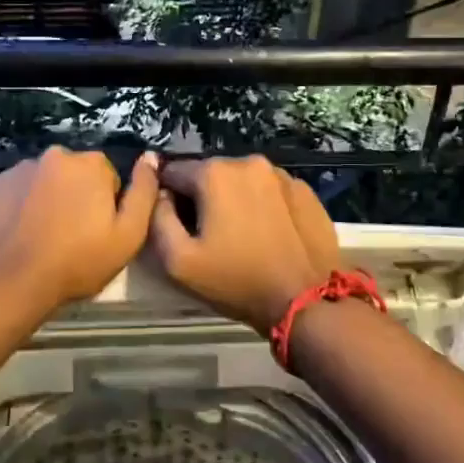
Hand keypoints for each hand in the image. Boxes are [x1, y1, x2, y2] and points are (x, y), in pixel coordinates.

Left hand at [0, 147, 161, 313]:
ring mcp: (20, 167)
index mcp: (91, 164)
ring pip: (45, 182)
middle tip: (71, 237)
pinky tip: (18, 234)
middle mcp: (55, 155)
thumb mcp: (128, 235)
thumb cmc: (77, 261)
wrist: (9, 280)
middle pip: (75, 175)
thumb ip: (145, 192)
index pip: (108, 179)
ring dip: (47, 200)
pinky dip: (20, 206)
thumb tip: (151, 157)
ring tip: (41, 238)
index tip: (98, 233)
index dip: (106, 207)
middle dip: (76, 198)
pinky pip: (17, 191)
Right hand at [149, 156, 342, 333]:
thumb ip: (157, 218)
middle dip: (202, 197)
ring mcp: (281, 174)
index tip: (178, 226)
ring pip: (241, 181)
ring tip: (239, 235)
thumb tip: (161, 195)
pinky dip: (261, 205)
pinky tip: (267, 233)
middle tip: (208, 235)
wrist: (306, 301)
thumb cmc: (236, 280)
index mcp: (214, 173)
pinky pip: (269, 191)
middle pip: (209, 174)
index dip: (169, 198)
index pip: (173, 172)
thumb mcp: (178, 261)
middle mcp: (247, 162)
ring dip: (233, 199)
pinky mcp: (304, 190)